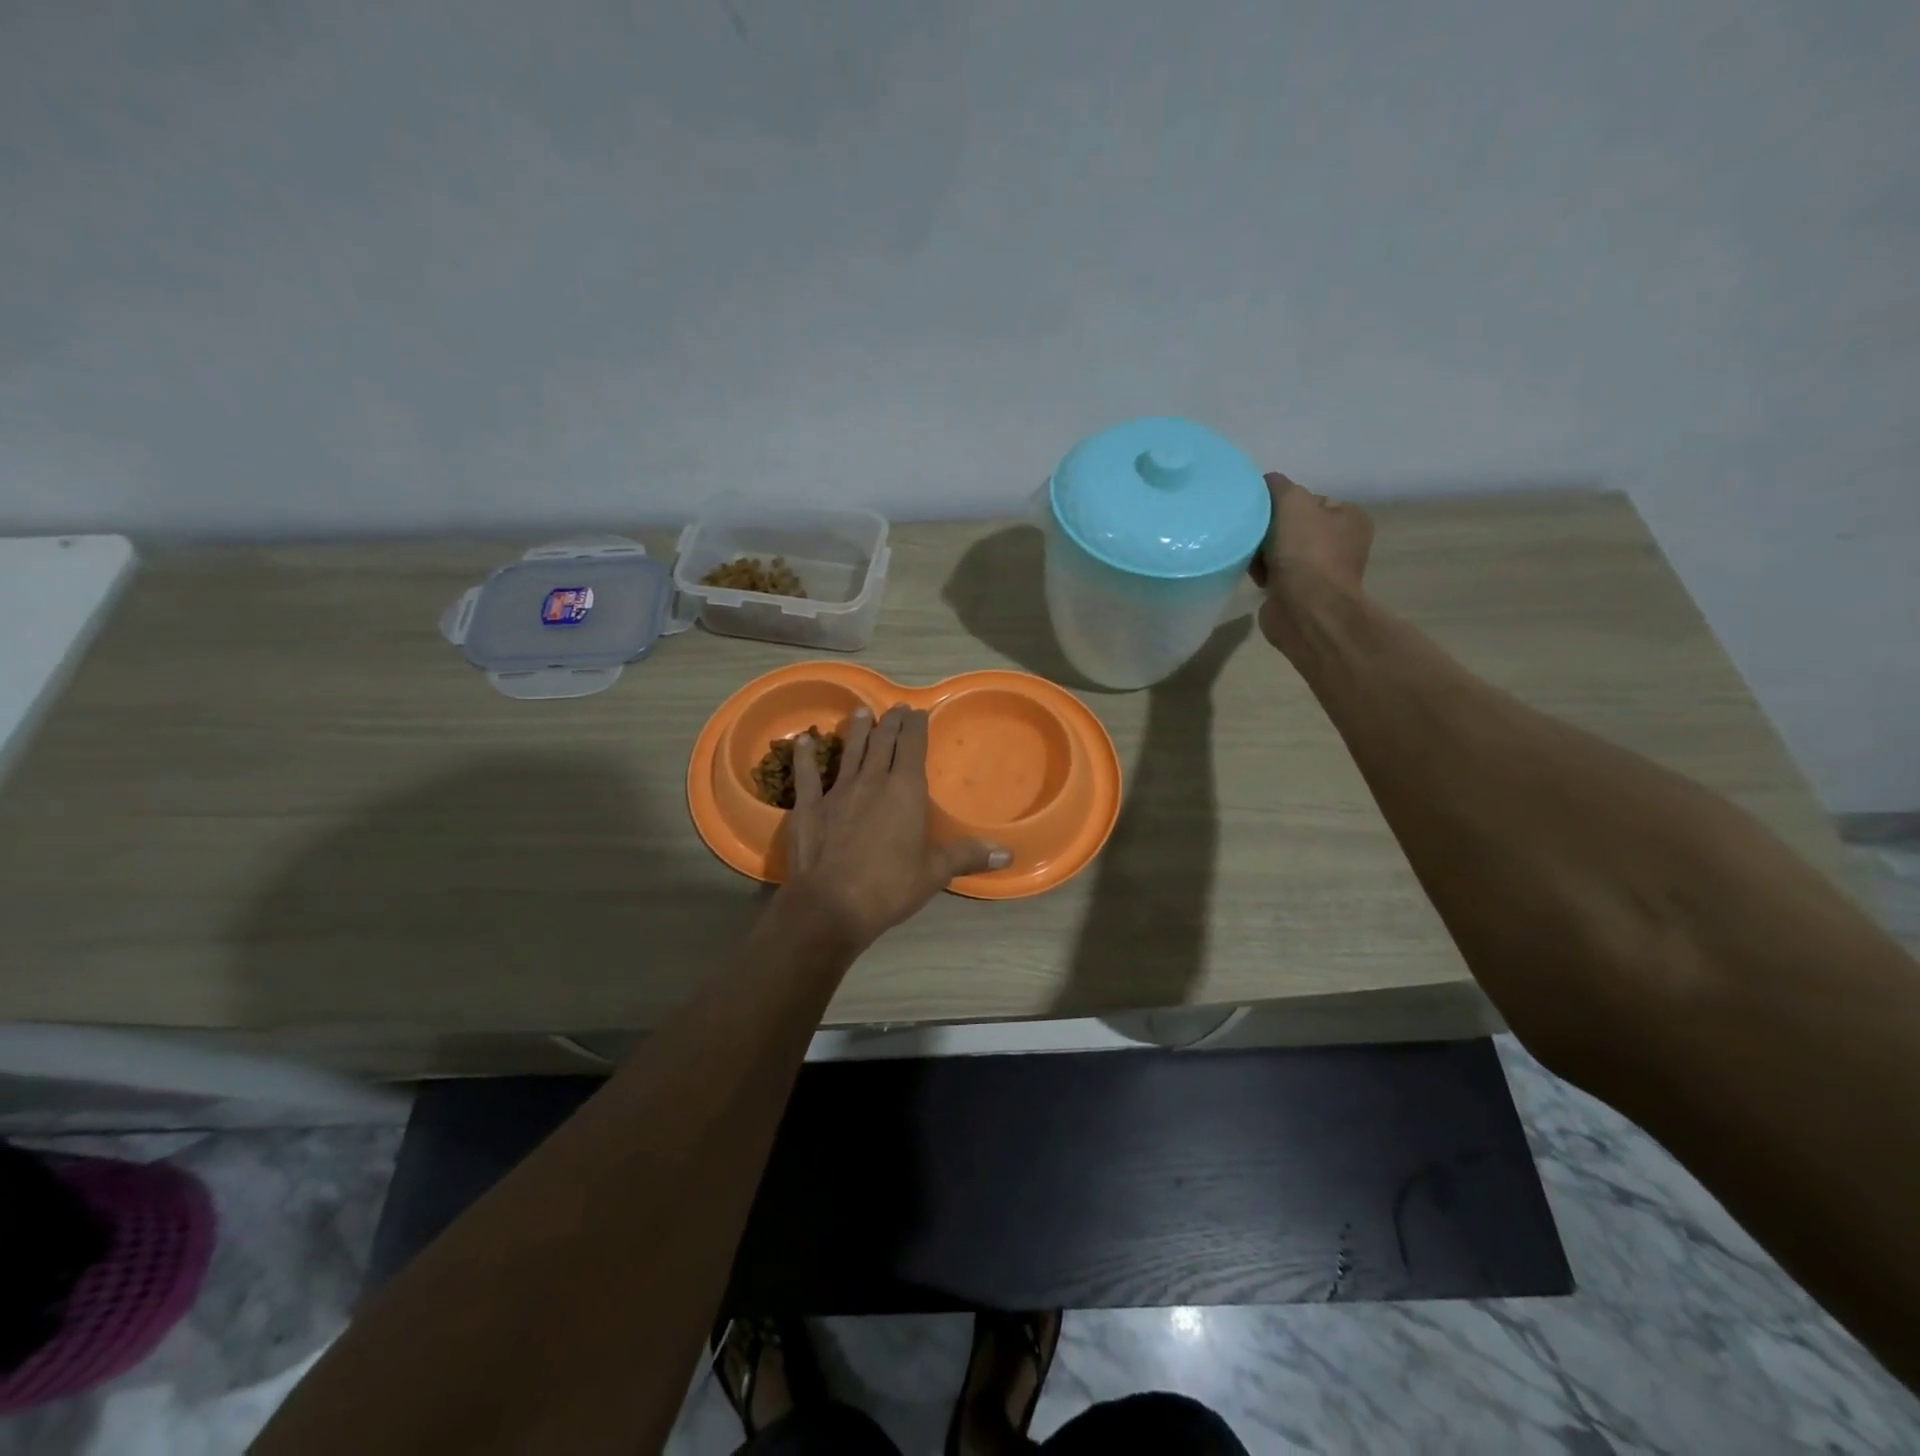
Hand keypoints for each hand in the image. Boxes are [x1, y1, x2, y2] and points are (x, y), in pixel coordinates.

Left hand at [779, 704, 1008, 950]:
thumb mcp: (934, 873)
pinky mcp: (809, 806)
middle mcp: (872, 781)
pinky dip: (804, 756)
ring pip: (849, 751)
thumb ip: (967, 856)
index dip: (916, 726)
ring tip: (861, 711)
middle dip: (891, 722)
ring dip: (856, 730)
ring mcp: (838, 791)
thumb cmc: (889, 887)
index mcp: (905, 791)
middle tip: (895, 708)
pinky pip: (807, 774)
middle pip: (882, 742)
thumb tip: (1008, 854)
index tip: (918, 711)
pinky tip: (803, 740)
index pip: (912, 747)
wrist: (831, 905)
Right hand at [1249, 471, 1374, 655]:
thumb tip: (1264, 483)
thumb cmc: (1306, 553)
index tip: (1262, 513)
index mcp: (1349, 518)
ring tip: (1250, 558)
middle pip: (1291, 525)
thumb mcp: (1292, 502)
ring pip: (1279, 550)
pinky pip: (1274, 574)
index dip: (1281, 503)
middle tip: (1253, 535)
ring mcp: (1320, 572)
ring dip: (1261, 553)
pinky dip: (1261, 573)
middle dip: (1268, 530)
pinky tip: (1252, 575)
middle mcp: (1340, 544)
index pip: (1308, 500)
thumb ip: (1277, 486)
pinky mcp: (1299, 594)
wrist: (1306, 611)